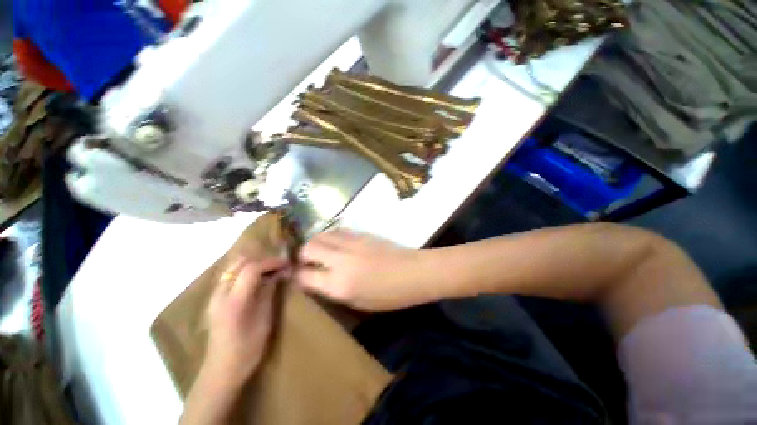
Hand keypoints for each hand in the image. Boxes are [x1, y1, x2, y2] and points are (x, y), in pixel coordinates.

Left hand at [204, 256, 286, 382]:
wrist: (221, 370)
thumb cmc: (248, 348)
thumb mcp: (264, 320)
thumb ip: (269, 292)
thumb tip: (279, 273)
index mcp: (234, 301)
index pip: (252, 268)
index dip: (271, 262)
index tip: (286, 263)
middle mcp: (220, 293)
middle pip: (240, 263)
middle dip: (262, 260)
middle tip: (278, 266)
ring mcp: (215, 296)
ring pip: (233, 267)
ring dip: (253, 264)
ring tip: (269, 271)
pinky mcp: (215, 300)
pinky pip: (230, 276)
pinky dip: (245, 271)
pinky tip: (256, 280)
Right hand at [294, 230, 435, 310]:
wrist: (413, 272)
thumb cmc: (389, 296)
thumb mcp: (359, 303)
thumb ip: (334, 291)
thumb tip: (317, 280)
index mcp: (339, 285)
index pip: (305, 276)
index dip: (296, 276)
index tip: (295, 275)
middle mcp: (341, 261)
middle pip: (309, 248)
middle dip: (302, 255)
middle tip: (306, 261)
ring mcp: (351, 243)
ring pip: (321, 235)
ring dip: (315, 243)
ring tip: (319, 250)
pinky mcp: (361, 233)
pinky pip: (337, 231)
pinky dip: (330, 237)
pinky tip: (335, 243)